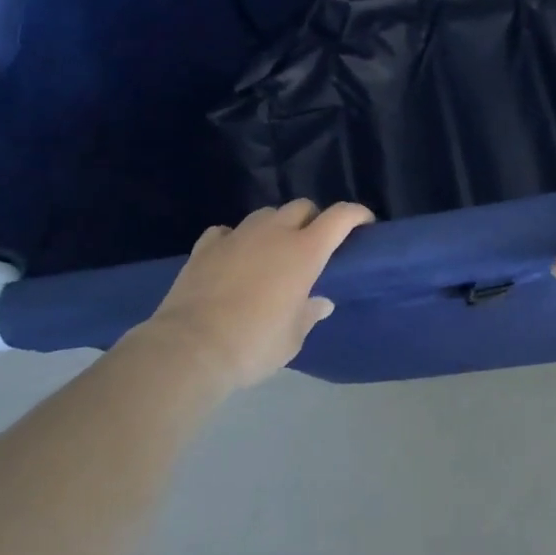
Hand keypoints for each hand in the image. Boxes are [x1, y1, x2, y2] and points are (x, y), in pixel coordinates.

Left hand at [144, 199, 373, 389]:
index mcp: (304, 251)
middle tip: (314, 243)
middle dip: (313, 218)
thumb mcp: (292, 338)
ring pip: (265, 214)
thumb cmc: (254, 344)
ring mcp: (237, 235)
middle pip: (301, 206)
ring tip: (273, 250)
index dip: (356, 214)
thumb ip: (309, 314)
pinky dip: (236, 240)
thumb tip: (320, 302)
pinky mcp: (206, 246)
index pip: (339, 217)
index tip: (364, 222)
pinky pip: (227, 231)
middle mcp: (274, 233)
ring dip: (276, 226)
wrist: (190, 348)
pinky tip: (233, 257)